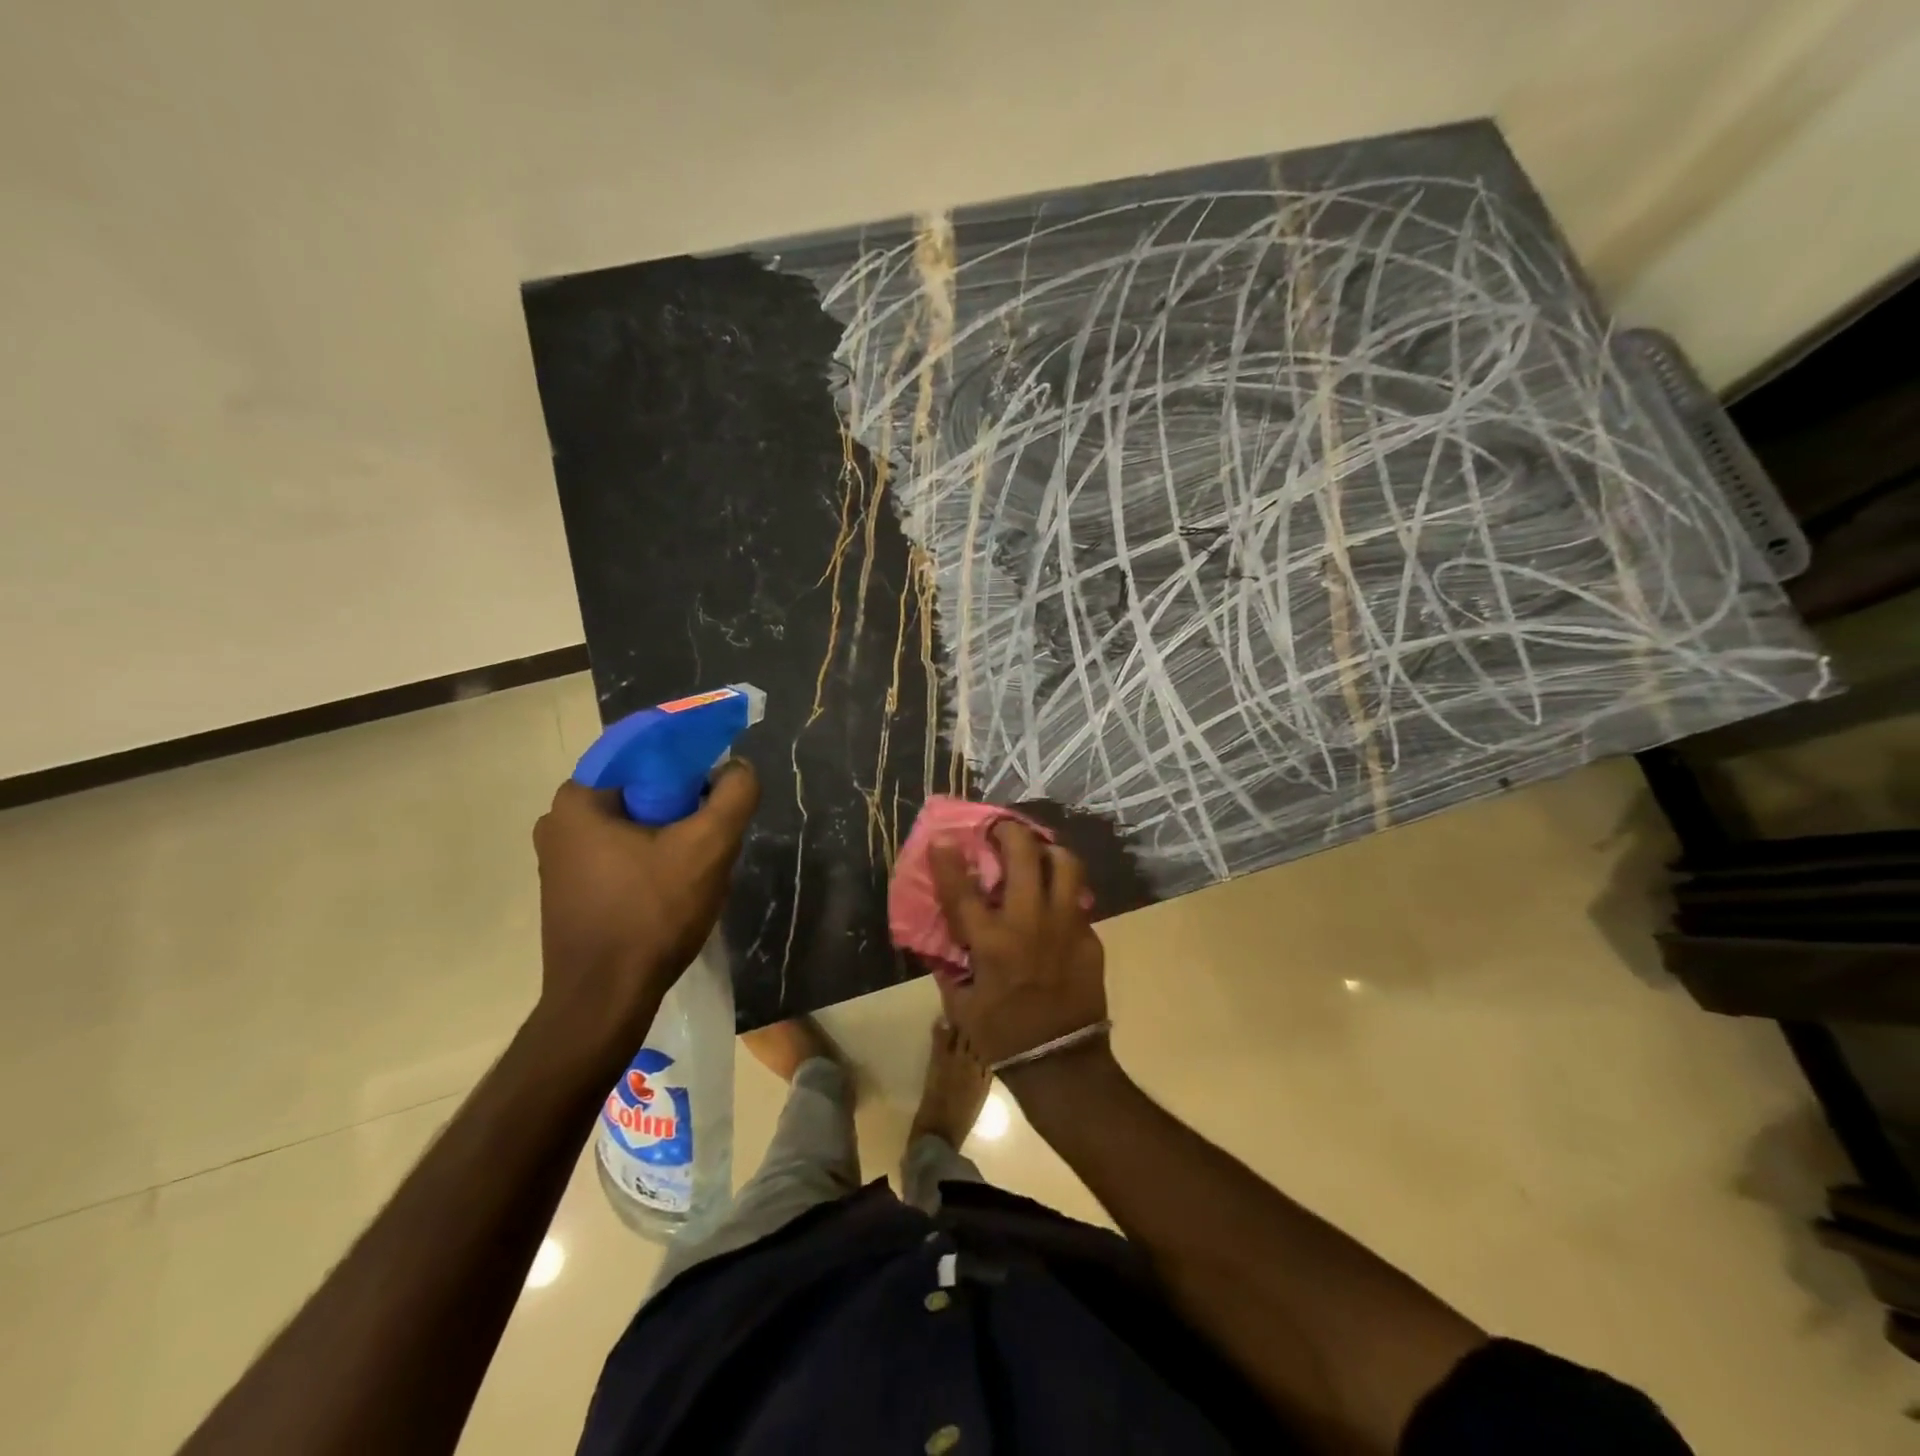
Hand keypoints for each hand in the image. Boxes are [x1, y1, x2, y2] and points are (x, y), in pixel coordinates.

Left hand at [532, 762, 758, 1046]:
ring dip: (671, 836)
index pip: (644, 752)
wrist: (604, 1002)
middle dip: (684, 806)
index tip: (720, 784)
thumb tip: (738, 768)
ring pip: (634, 826)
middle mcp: (558, 822)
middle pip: (641, 791)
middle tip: (716, 831)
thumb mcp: (708, 847)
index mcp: (579, 799)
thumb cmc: (651, 915)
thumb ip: (734, 796)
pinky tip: (676, 889)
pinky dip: (651, 860)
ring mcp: (559, 861)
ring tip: (701, 865)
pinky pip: (620, 855)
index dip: (690, 760)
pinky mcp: (569, 892)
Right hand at [927, 821, 1107, 1072]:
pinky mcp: (1090, 938)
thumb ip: (951, 966)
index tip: (942, 838)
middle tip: (1002, 829)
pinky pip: (1078, 902)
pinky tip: (1057, 905)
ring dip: (1049, 851)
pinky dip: (1065, 894)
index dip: (948, 860)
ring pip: (1066, 865)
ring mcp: (1065, 926)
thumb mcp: (961, 1004)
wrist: (1061, 1064)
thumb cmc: (1003, 1037)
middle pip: (1024, 856)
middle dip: (1010, 832)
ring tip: (1040, 852)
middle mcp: (1029, 923)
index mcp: (991, 942)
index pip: (963, 890)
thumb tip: (943, 942)